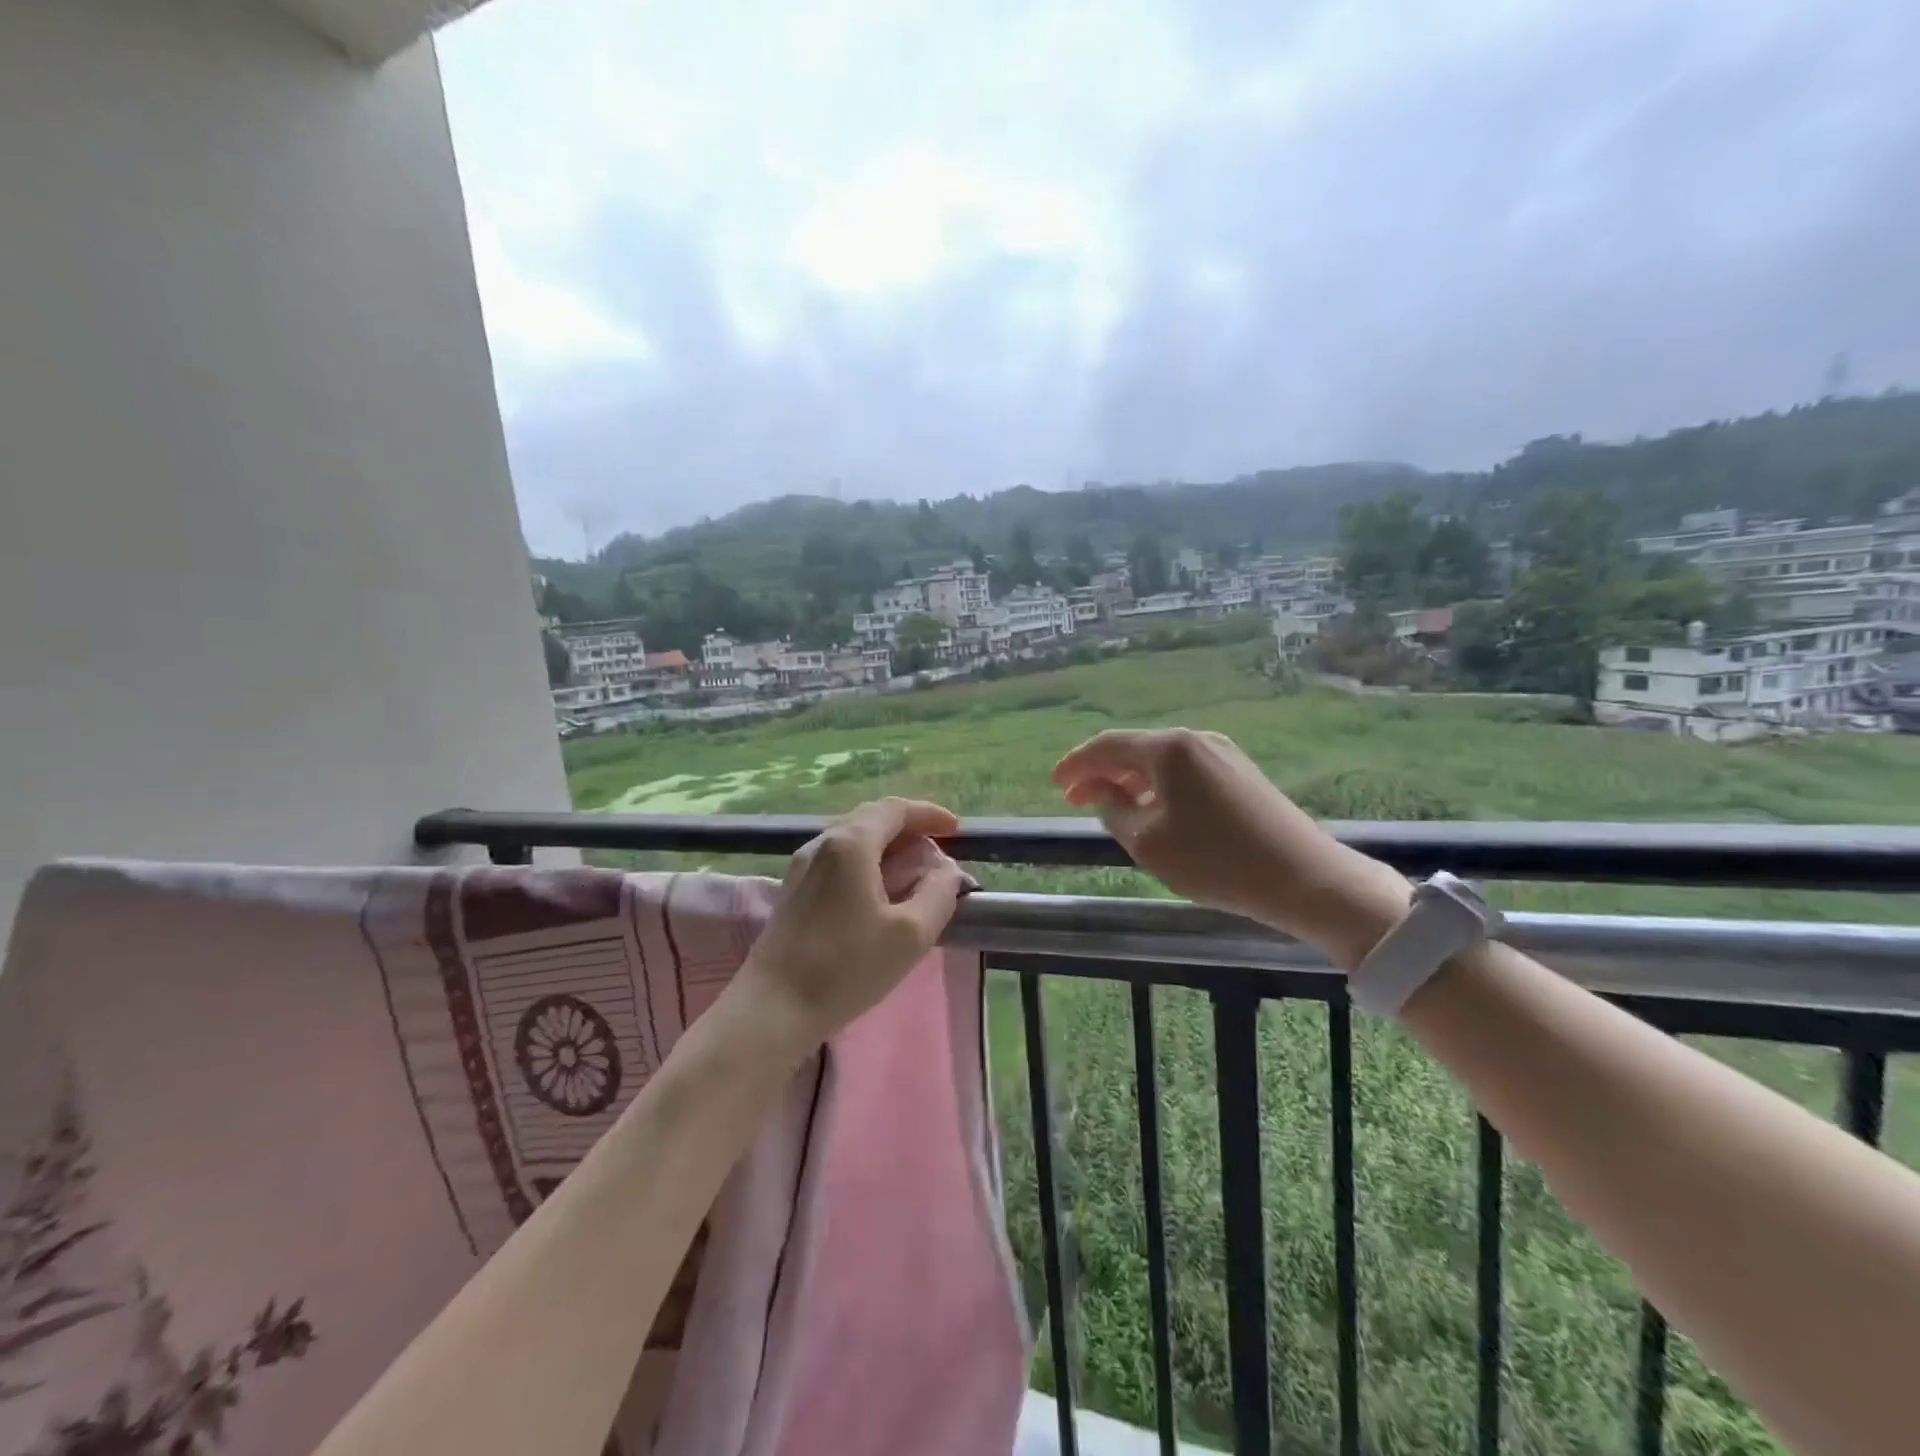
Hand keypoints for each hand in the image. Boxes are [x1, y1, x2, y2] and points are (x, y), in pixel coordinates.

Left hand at [731, 797, 969, 1052]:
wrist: (773, 1008)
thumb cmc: (846, 968)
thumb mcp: (911, 934)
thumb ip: (939, 893)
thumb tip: (947, 871)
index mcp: (851, 844)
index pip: (895, 810)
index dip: (930, 814)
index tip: (957, 830)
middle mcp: (822, 843)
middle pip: (871, 818)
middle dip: (909, 827)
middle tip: (937, 848)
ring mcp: (801, 866)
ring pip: (852, 838)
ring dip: (886, 844)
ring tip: (912, 868)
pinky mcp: (792, 890)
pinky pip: (837, 858)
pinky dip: (866, 861)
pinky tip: (877, 889)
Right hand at [1052, 728, 1410, 968]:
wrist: (1303, 876)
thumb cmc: (1215, 860)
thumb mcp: (1148, 841)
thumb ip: (1112, 810)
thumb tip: (1099, 791)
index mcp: (1169, 748)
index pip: (1107, 746)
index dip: (1076, 763)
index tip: (1054, 783)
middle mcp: (1195, 740)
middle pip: (1135, 749)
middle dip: (1101, 772)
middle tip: (1075, 798)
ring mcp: (1222, 754)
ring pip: (1161, 761)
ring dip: (1130, 780)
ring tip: (1109, 805)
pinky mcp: (1240, 773)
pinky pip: (1184, 771)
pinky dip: (1158, 785)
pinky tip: (1152, 808)